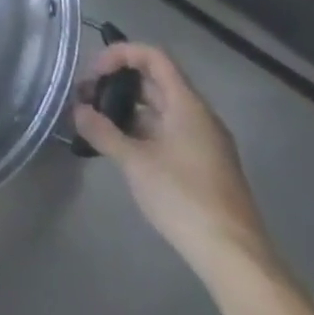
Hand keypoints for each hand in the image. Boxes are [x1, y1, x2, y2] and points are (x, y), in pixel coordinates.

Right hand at [74, 43, 272, 275]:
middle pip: (154, 81)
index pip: (153, 57)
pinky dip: (140, 130)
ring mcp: (203, 143)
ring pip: (159, 109)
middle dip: (116, 84)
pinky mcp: (203, 166)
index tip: (93, 74)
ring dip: (126, 109)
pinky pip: (167, 131)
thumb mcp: (134, 162)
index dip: (120, 55)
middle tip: (85, 98)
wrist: (236, 259)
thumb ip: (102, 131)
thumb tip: (77, 110)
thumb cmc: (184, 199)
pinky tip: (120, 149)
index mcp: (187, 105)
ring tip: (96, 123)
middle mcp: (199, 116)